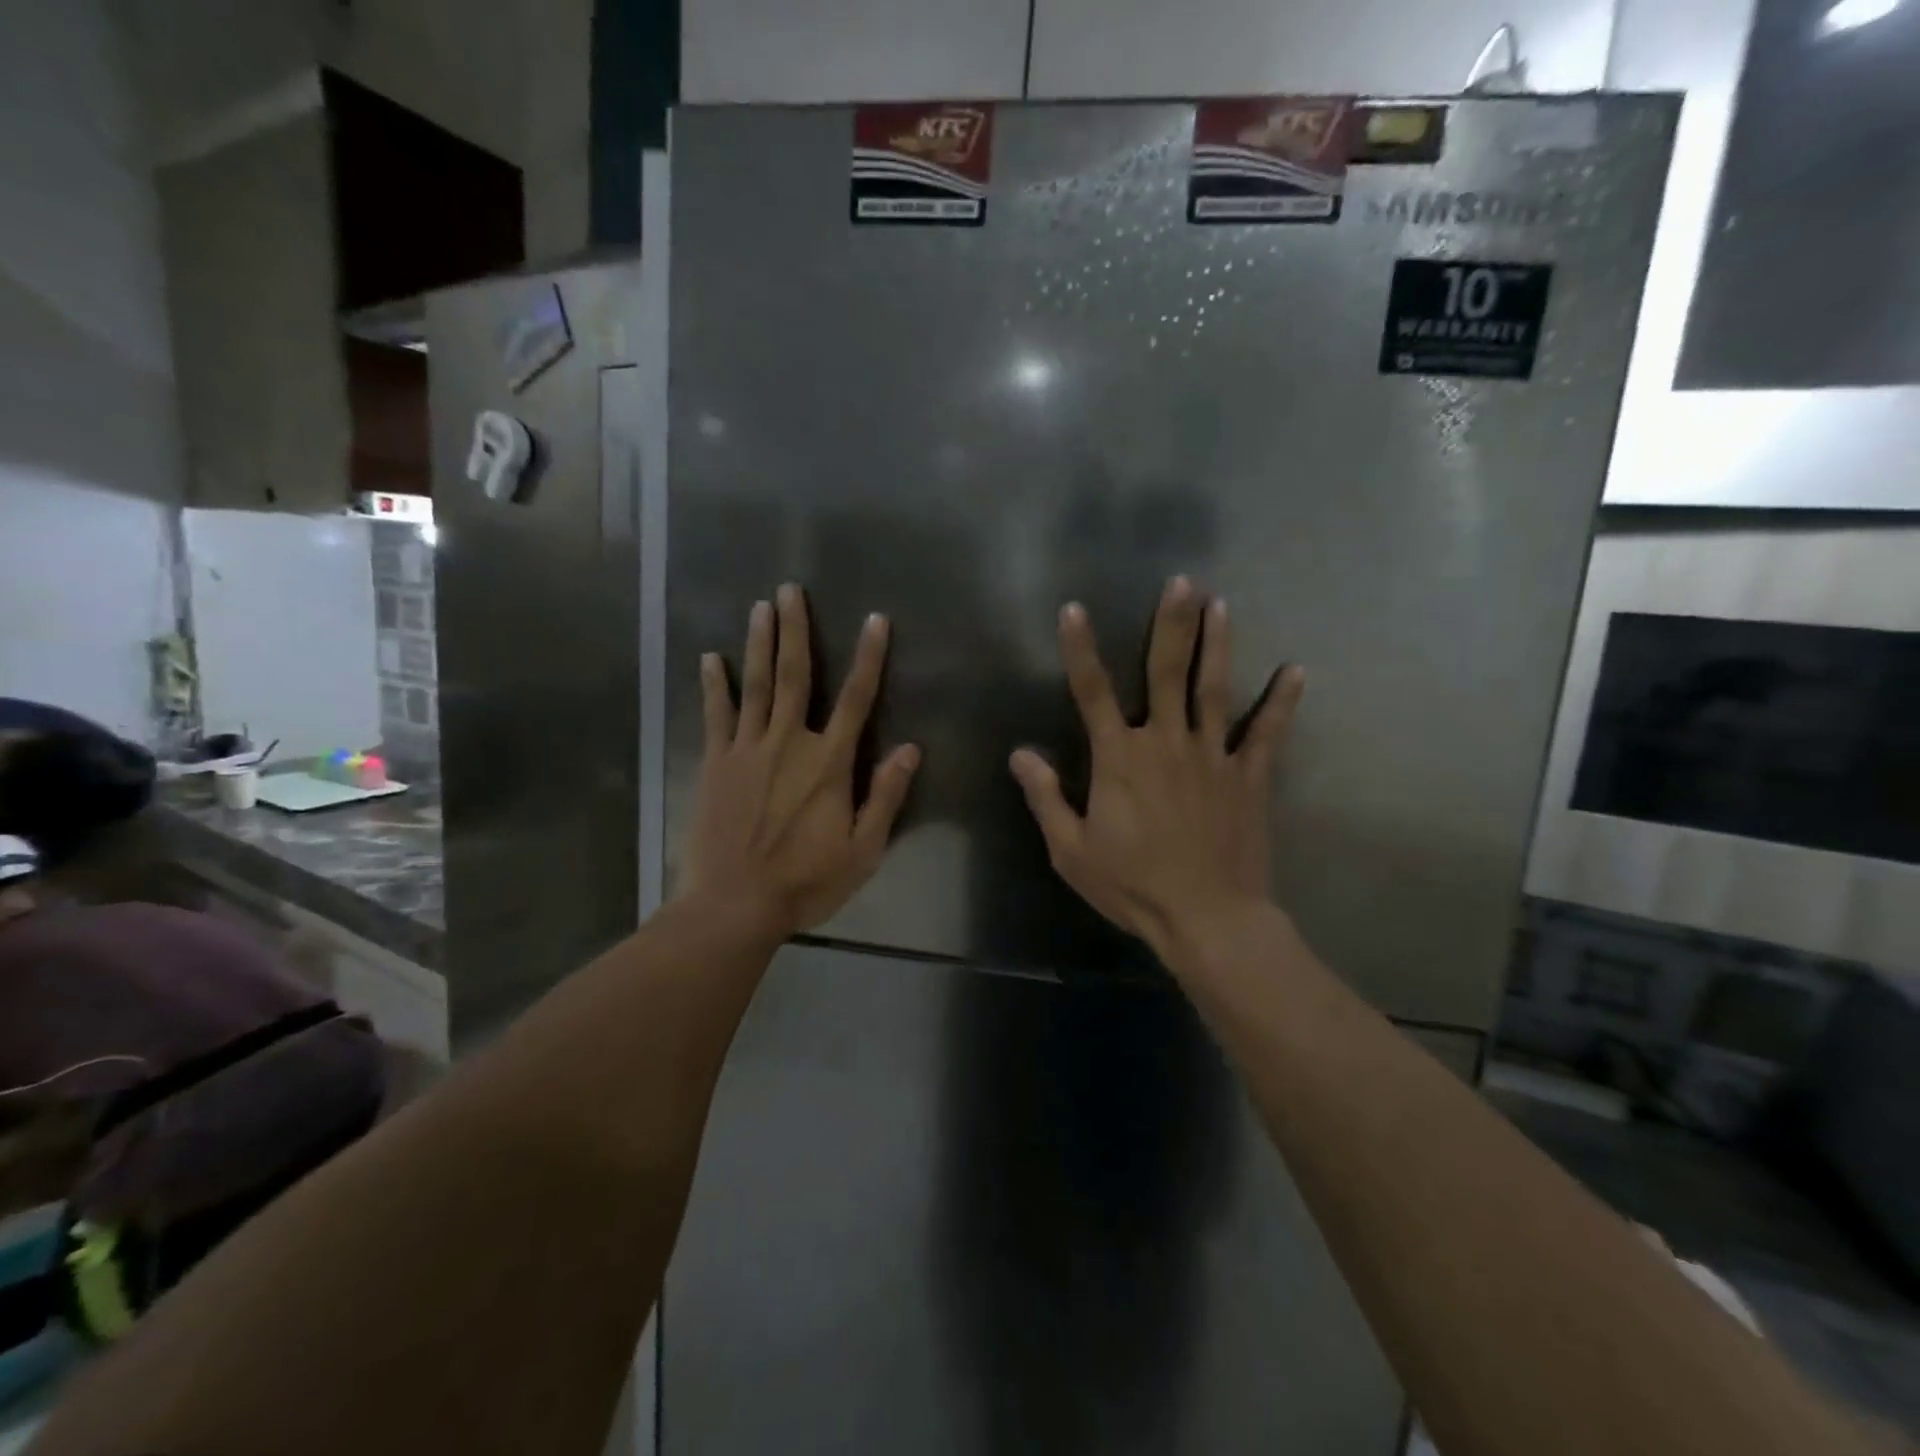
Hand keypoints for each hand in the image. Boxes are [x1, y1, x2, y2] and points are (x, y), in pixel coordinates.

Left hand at [680, 584, 920, 937]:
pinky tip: (710, 659)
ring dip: (759, 643)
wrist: (734, 905)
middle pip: (796, 675)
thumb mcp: (864, 849)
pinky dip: (715, 685)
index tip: (875, 620)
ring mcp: (747, 749)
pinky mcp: (715, 764)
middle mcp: (789, 743)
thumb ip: (886, 795)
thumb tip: (910, 748)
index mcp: (829, 763)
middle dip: (796, 629)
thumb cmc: (806, 880)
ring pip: (757, 685)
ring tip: (760, 606)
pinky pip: (716, 715)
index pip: (857, 698)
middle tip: (791, 590)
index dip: (869, 657)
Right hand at [1009, 576, 1302, 954]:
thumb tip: (1020, 753)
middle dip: (1172, 624)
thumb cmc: (1132, 885)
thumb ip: (1046, 797)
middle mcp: (1165, 742)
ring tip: (1222, 603)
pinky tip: (1296, 670)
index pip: (1092, 692)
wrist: (1206, 917)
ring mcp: (1212, 756)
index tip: (1074, 609)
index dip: (1080, 649)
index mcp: (1119, 759)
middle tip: (1182, 581)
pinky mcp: (1248, 777)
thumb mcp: (1071, 850)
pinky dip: (1281, 702)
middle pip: (1166, 672)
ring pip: (1213, 689)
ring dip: (1217, 644)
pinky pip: (1266, 732)